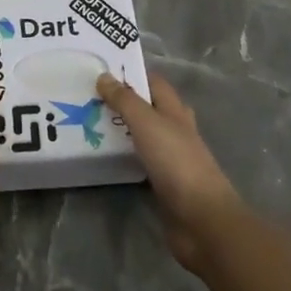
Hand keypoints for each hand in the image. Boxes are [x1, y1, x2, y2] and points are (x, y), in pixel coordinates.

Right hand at [97, 71, 244, 271]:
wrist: (202, 219)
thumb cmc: (177, 162)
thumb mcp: (147, 123)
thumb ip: (125, 100)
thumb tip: (103, 76)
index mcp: (175, 110)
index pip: (153, 82)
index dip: (131, 74)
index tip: (100, 70)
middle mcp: (174, 130)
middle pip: (147, 108)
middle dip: (122, 101)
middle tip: (88, 97)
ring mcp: (170, 158)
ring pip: (142, 135)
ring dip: (121, 129)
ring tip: (88, 123)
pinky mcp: (162, 183)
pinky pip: (139, 161)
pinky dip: (123, 156)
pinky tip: (103, 157)